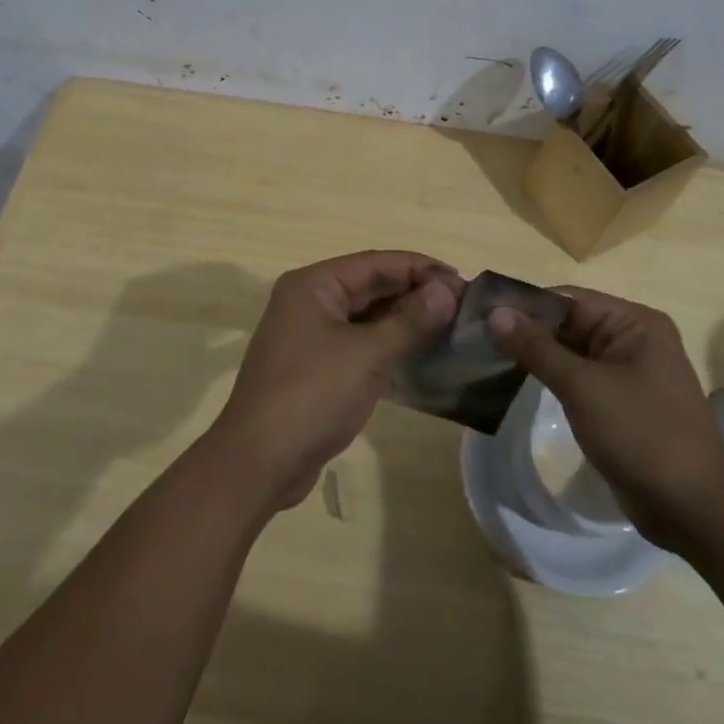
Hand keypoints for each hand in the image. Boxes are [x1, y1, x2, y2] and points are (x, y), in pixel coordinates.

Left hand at [208, 251, 462, 510]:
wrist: (259, 461)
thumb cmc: (312, 395)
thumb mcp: (366, 354)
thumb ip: (409, 320)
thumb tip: (446, 291)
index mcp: (313, 285)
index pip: (376, 263)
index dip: (421, 269)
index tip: (463, 284)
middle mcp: (308, 302)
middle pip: (370, 286)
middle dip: (415, 294)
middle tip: (463, 308)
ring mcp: (309, 336)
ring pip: (365, 317)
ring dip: (404, 320)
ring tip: (450, 329)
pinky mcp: (315, 368)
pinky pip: (358, 344)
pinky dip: (387, 346)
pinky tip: (420, 356)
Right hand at [489, 287, 723, 547]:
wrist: (695, 510)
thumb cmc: (642, 435)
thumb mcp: (583, 386)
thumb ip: (536, 348)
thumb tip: (494, 313)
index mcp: (634, 322)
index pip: (567, 299)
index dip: (523, 305)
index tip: (478, 314)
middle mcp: (632, 339)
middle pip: (567, 323)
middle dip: (525, 331)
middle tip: (474, 338)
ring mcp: (626, 373)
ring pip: (569, 352)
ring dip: (533, 356)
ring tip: (485, 358)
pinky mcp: (619, 402)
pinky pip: (577, 379)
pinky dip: (548, 378)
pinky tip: (513, 383)